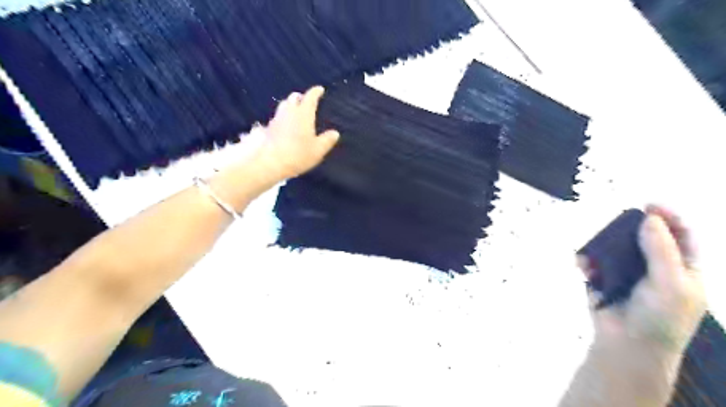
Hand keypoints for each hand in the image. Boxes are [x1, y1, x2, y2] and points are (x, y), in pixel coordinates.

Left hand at [254, 85, 340, 181]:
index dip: (316, 92)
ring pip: (284, 106)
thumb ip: (327, 140)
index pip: (310, 97)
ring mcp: (277, 119)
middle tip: (307, 101)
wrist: (270, 162)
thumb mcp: (318, 150)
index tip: (320, 89)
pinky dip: (284, 118)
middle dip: (301, 97)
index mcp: (304, 113)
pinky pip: (278, 117)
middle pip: (294, 98)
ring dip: (291, 106)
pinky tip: (286, 126)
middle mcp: (289, 112)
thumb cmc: (298, 154)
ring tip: (296, 112)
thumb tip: (335, 133)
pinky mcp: (268, 128)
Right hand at [583, 204, 706, 354]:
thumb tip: (649, 218)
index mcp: (682, 269)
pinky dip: (586, 262)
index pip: (681, 236)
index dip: (669, 217)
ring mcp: (626, 273)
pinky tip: (583, 266)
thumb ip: (660, 250)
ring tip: (593, 250)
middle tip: (614, 221)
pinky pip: (593, 263)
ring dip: (601, 246)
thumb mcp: (670, 283)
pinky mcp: (603, 279)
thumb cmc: (660, 316)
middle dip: (628, 229)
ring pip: (614, 248)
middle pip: (643, 237)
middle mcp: (654, 267)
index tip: (649, 204)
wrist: (628, 345)